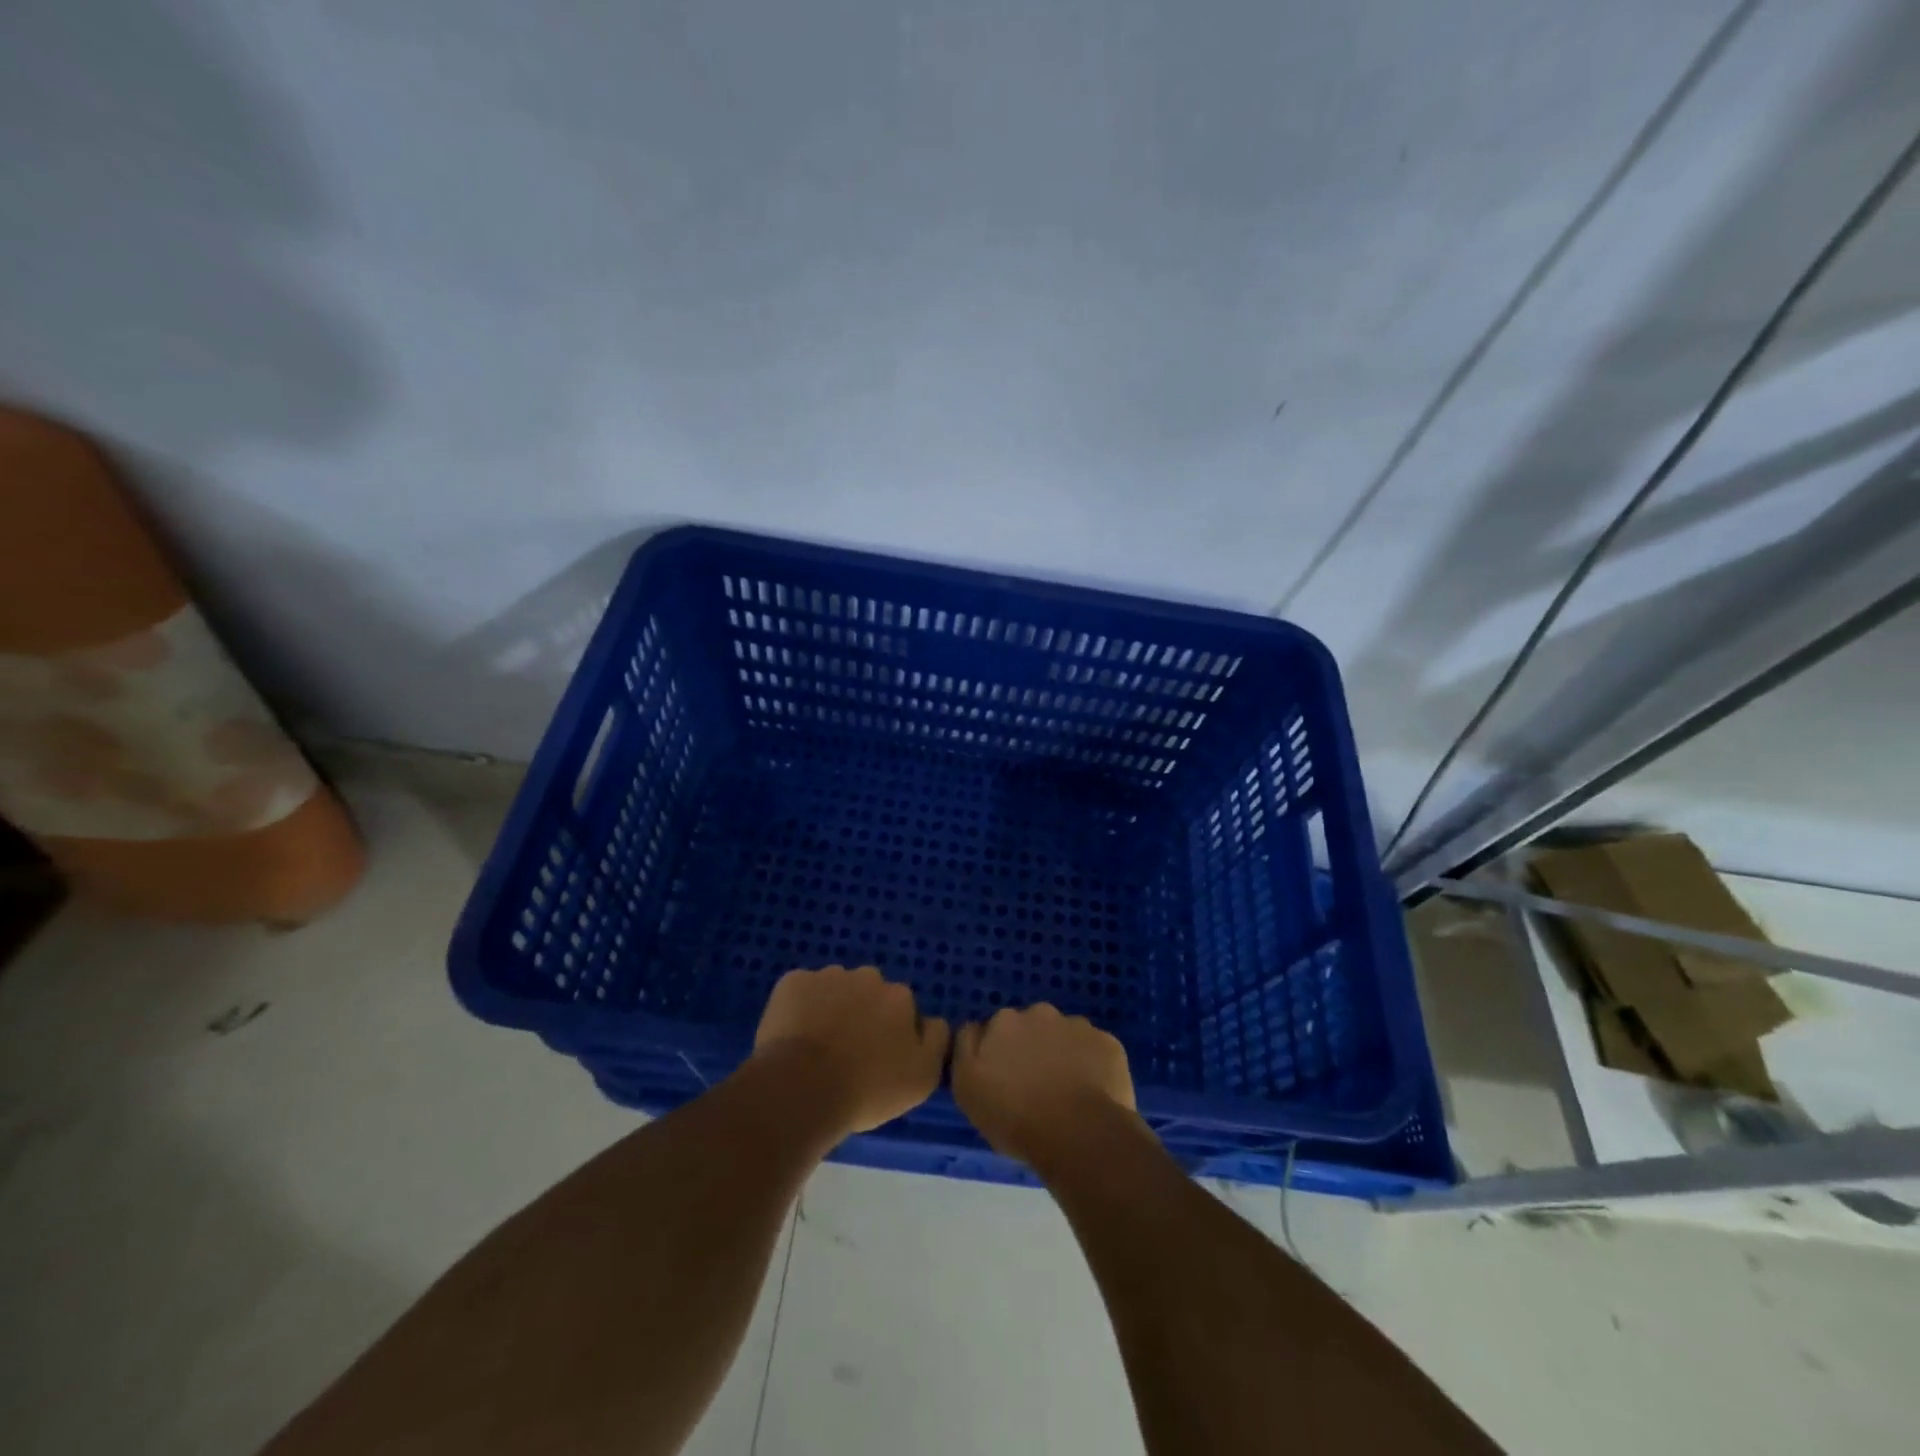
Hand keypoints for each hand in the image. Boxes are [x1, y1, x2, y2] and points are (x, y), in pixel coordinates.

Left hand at [752, 965, 949, 1137]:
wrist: (802, 1088)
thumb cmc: (867, 1088)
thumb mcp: (922, 1078)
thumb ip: (936, 1040)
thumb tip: (931, 1021)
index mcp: (900, 996)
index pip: (902, 1008)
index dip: (891, 1032)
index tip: (879, 1058)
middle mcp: (868, 977)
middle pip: (869, 993)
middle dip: (862, 1013)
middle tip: (848, 1051)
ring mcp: (828, 975)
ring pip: (835, 988)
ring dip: (831, 1008)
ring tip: (817, 1046)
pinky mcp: (793, 981)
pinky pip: (802, 990)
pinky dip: (800, 1006)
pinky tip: (793, 1035)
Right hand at [952, 1003, 1138, 1170]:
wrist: (1079, 1134)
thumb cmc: (1015, 1116)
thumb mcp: (967, 1087)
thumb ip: (965, 1048)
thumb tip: (975, 1029)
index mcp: (1004, 1021)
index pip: (994, 1030)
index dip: (997, 1054)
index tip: (1002, 1080)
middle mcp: (1040, 1013)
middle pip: (1031, 1028)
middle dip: (1031, 1048)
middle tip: (1034, 1087)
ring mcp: (1078, 1026)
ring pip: (1064, 1037)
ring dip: (1062, 1055)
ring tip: (1065, 1094)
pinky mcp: (1108, 1043)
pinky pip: (1094, 1051)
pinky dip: (1091, 1065)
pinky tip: (1091, 1093)